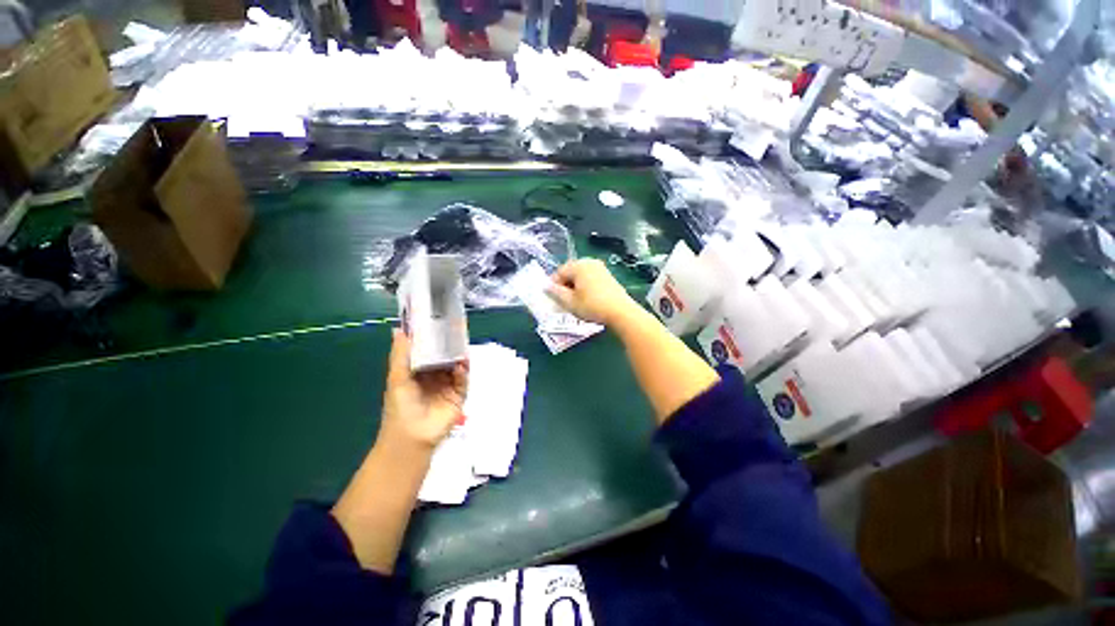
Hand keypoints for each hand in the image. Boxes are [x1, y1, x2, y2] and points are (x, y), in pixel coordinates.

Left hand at [378, 329, 467, 450]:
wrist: (411, 437)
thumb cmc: (400, 407)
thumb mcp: (397, 378)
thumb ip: (400, 354)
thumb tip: (398, 329)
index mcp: (419, 371)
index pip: (429, 351)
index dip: (433, 338)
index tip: (438, 322)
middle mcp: (435, 376)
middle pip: (446, 357)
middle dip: (450, 345)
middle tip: (456, 330)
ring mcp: (448, 385)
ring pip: (457, 367)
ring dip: (459, 357)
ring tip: (462, 344)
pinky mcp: (459, 395)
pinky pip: (463, 381)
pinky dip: (463, 372)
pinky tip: (461, 366)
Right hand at [546, 259, 638, 325]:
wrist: (621, 311)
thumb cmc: (592, 306)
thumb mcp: (570, 302)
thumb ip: (556, 293)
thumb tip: (546, 287)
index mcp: (578, 265)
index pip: (559, 272)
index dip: (553, 285)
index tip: (552, 298)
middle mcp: (589, 262)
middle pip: (570, 272)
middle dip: (565, 285)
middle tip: (563, 301)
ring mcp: (600, 268)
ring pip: (581, 276)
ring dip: (575, 287)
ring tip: (574, 302)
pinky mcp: (608, 276)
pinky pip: (590, 278)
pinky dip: (585, 287)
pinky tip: (586, 299)